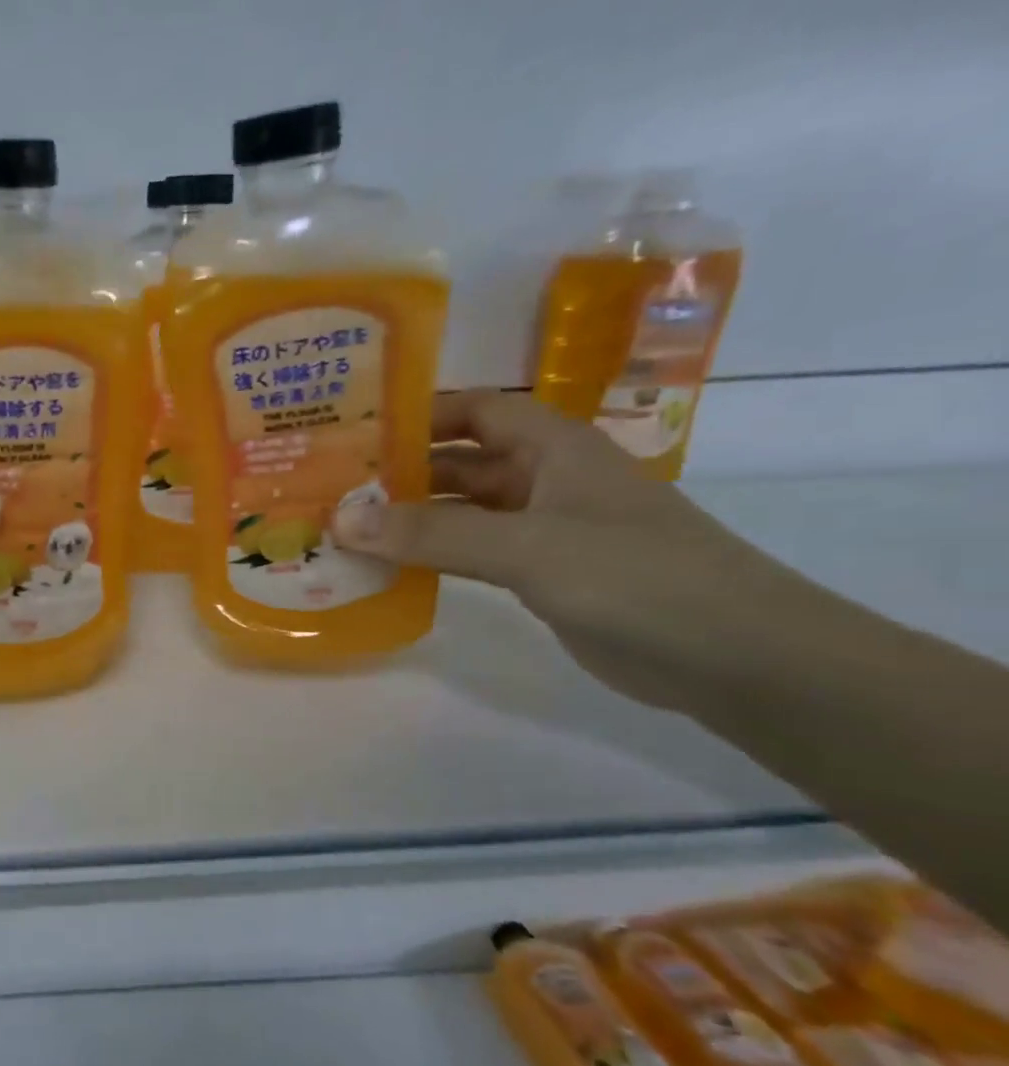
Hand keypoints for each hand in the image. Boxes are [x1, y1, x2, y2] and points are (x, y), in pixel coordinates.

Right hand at [331, 390, 787, 712]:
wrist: (733, 656)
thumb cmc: (635, 577)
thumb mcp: (527, 547)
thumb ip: (433, 534)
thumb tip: (340, 519)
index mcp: (554, 448)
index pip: (478, 409)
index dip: (422, 411)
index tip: (358, 428)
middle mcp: (546, 480)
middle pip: (462, 461)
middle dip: (402, 469)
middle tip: (332, 483)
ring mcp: (544, 530)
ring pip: (462, 512)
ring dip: (410, 518)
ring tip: (344, 526)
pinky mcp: (542, 575)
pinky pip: (472, 553)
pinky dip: (431, 556)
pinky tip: (388, 567)